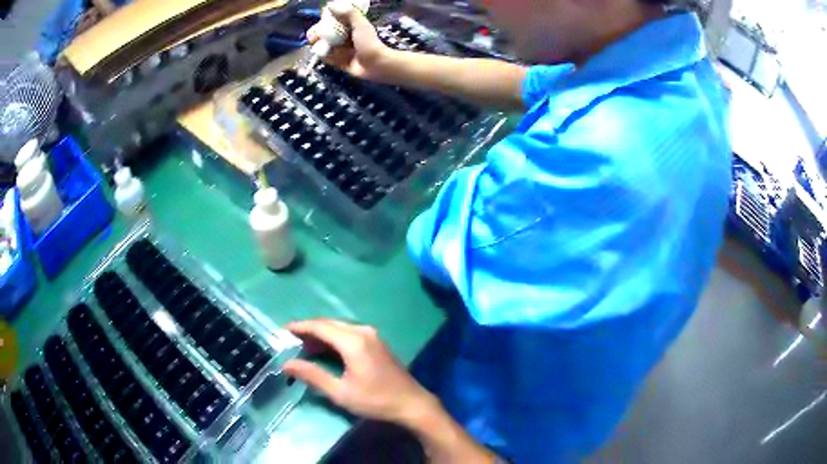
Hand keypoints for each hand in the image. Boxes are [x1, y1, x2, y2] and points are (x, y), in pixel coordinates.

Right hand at [283, 319, 435, 424]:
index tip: (282, 331)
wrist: (411, 403)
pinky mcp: (376, 342)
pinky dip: (334, 338)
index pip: (320, 326)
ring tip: (304, 347)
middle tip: (291, 341)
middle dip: (309, 330)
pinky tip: (325, 350)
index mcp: (353, 341)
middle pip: (329, 324)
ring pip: (339, 327)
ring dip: (321, 334)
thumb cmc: (375, 400)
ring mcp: (372, 335)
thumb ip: (313, 375)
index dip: (300, 326)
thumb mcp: (340, 392)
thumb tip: (287, 364)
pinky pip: (349, 333)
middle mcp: (362, 331)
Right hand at [306, 2, 392, 80]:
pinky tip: (320, 53)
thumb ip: (348, 13)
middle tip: (312, 36)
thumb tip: (330, 5)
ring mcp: (341, 49)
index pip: (333, 21)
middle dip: (316, 33)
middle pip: (325, 33)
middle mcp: (345, 37)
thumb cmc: (369, 42)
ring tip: (313, 43)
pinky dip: (323, 55)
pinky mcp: (339, 61)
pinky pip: (327, 57)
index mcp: (350, 26)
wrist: (375, 64)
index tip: (321, 20)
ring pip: (324, 45)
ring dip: (317, 44)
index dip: (325, 20)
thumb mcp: (360, 24)